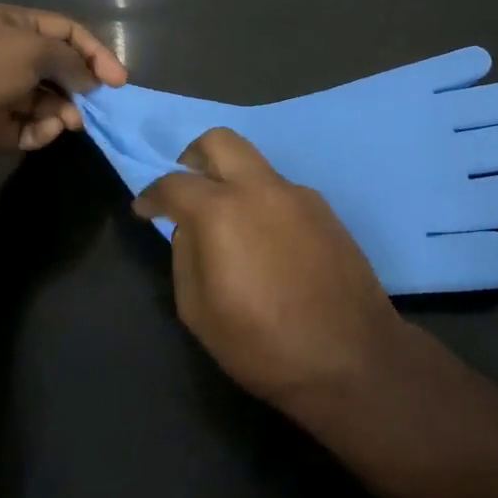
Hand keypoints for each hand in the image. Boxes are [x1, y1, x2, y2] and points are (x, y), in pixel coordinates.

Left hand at [0, 4, 127, 168]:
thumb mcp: (31, 51)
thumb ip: (69, 61)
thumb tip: (90, 80)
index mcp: (13, 25)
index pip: (67, 32)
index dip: (96, 52)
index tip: (119, 80)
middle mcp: (7, 55)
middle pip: (59, 69)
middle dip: (81, 86)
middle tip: (98, 105)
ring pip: (46, 101)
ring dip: (63, 111)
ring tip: (70, 123)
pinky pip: (28, 128)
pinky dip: (40, 131)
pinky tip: (43, 134)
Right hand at [134, 128, 408, 411]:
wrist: (353, 357)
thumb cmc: (265, 345)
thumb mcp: (200, 313)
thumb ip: (185, 258)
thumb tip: (189, 230)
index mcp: (223, 211)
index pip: (175, 183)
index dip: (152, 194)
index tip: (144, 208)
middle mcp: (261, 188)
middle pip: (220, 141)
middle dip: (194, 156)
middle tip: (185, 188)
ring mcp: (298, 194)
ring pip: (254, 165)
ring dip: (232, 181)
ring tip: (228, 228)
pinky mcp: (325, 209)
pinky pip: (280, 191)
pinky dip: (261, 202)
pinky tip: (265, 244)